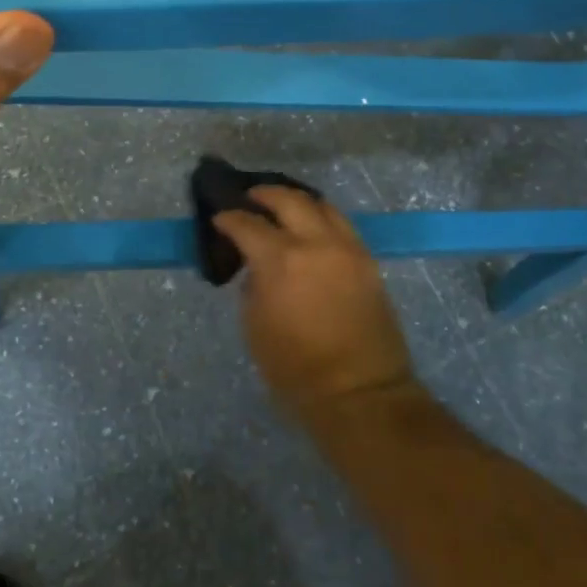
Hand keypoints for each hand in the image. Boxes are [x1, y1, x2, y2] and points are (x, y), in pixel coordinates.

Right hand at [214, 187, 416, 417]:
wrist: (359, 391)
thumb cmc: (296, 369)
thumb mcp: (255, 327)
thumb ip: (253, 286)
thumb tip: (257, 267)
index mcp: (280, 260)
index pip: (247, 225)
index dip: (229, 218)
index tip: (220, 218)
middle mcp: (315, 243)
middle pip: (288, 200)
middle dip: (264, 195)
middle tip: (250, 198)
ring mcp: (346, 248)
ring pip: (321, 205)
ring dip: (297, 201)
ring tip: (282, 206)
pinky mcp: (367, 260)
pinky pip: (341, 224)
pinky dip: (322, 217)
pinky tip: (311, 225)